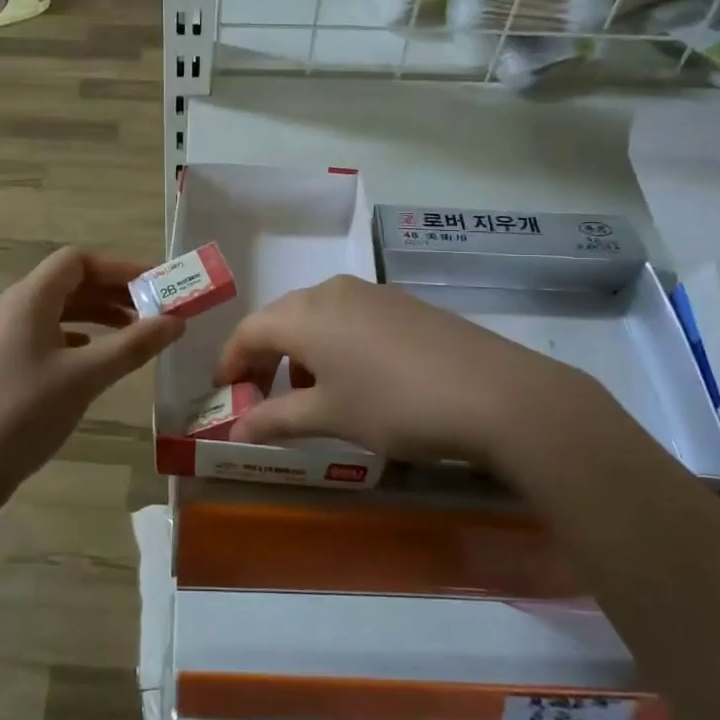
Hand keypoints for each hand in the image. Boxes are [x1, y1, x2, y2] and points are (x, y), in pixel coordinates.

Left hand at [0, 248, 183, 505]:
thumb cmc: (24, 413)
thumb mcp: (85, 377)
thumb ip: (133, 346)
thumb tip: (177, 321)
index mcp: (28, 299)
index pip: (77, 261)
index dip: (118, 267)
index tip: (154, 285)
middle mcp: (13, 308)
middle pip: (69, 282)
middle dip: (112, 291)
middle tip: (153, 309)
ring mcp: (4, 336)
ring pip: (58, 309)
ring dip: (97, 314)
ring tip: (134, 332)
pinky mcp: (3, 362)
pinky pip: (47, 333)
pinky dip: (77, 336)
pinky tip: (96, 356)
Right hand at [215, 275, 610, 471]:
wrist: (495, 393)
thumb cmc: (395, 405)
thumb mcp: (330, 416)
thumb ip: (276, 419)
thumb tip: (236, 428)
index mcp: (304, 314)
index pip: (249, 331)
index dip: (230, 362)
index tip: (224, 392)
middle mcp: (331, 291)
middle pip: (280, 318)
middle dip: (262, 355)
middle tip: (257, 393)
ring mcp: (370, 293)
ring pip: (315, 315)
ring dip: (298, 350)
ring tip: (307, 392)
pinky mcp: (401, 303)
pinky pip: (347, 316)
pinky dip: (332, 343)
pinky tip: (352, 376)